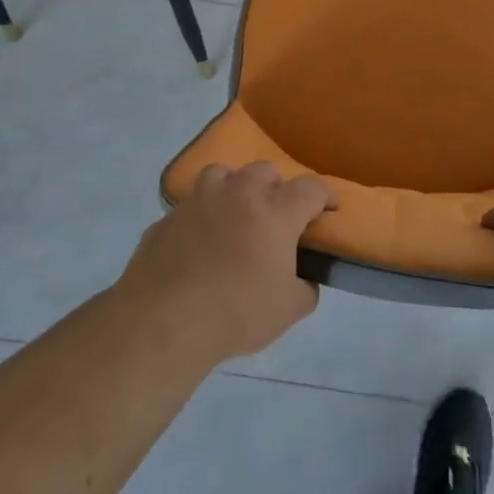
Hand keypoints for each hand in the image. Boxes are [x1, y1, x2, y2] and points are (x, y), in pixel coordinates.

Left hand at [120, 161, 336, 362]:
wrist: (164, 322)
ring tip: (234, 214)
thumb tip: (305, 281)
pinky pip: (189, 209)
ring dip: (233, 188)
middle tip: (277, 215)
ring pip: (221, 174)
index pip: (310, 188)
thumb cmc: (237, 312)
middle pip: (264, 171)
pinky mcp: (166, 219)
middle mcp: (238, 194)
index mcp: (275, 212)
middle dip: (276, 188)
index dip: (325, 196)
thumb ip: (304, 289)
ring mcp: (198, 202)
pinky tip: (197, 246)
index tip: (329, 209)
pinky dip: (199, 219)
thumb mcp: (288, 310)